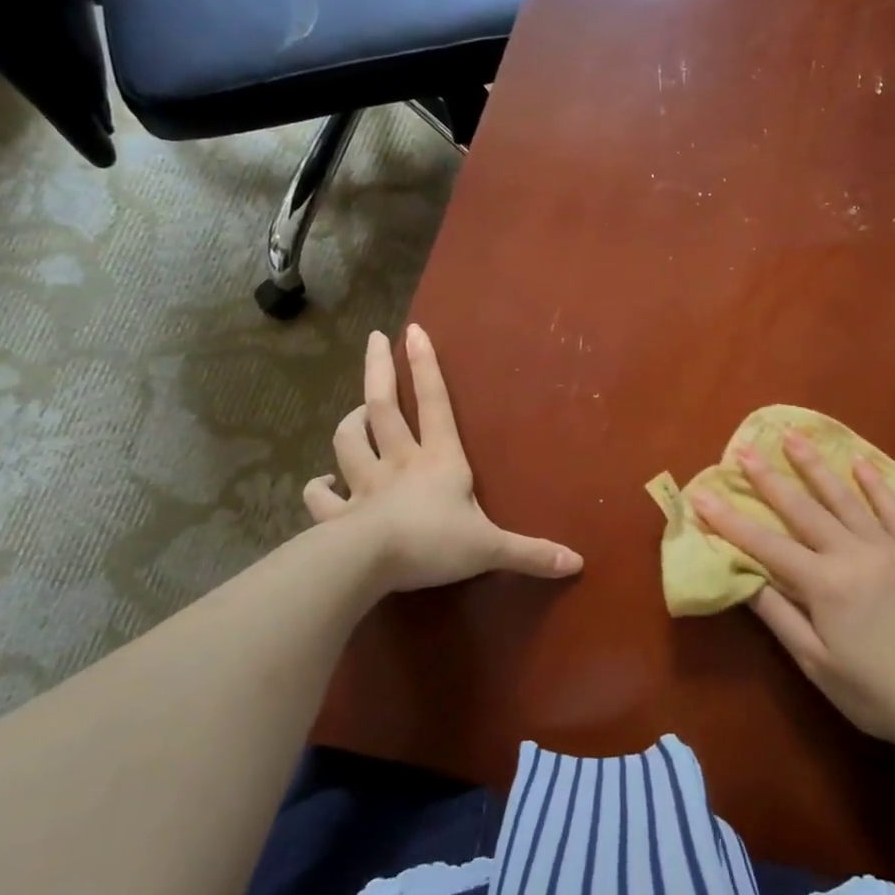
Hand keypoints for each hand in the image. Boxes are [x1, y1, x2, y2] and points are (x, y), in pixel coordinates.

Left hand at [302, 326, 582, 594]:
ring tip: (355, 414)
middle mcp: (400, 462)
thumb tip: (578, 563)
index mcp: (439, 460)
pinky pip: (321, 498)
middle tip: (373, 339)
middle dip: (379, 370)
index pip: (435, 403)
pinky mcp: (340, 514)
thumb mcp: (490, 548)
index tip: (413, 331)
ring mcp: (365, 485)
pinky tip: (318, 485)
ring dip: (349, 423)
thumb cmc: (434, 543)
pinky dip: (317, 489)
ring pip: (348, 442)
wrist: (370, 563)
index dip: (426, 367)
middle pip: (382, 407)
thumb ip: (531, 553)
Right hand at [693, 433, 894, 753]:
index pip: (765, 545)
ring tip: (793, 436)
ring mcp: (890, 550)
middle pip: (802, 509)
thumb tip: (741, 575)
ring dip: (816, 466)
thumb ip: (778, 614)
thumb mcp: (814, 662)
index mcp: (825, 585)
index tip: (702, 495)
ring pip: (845, 499)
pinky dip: (876, 485)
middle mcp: (854, 555)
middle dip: (768, 479)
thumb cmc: (873, 694)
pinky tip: (860, 462)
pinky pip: (894, 510)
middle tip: (743, 450)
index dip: (730, 521)